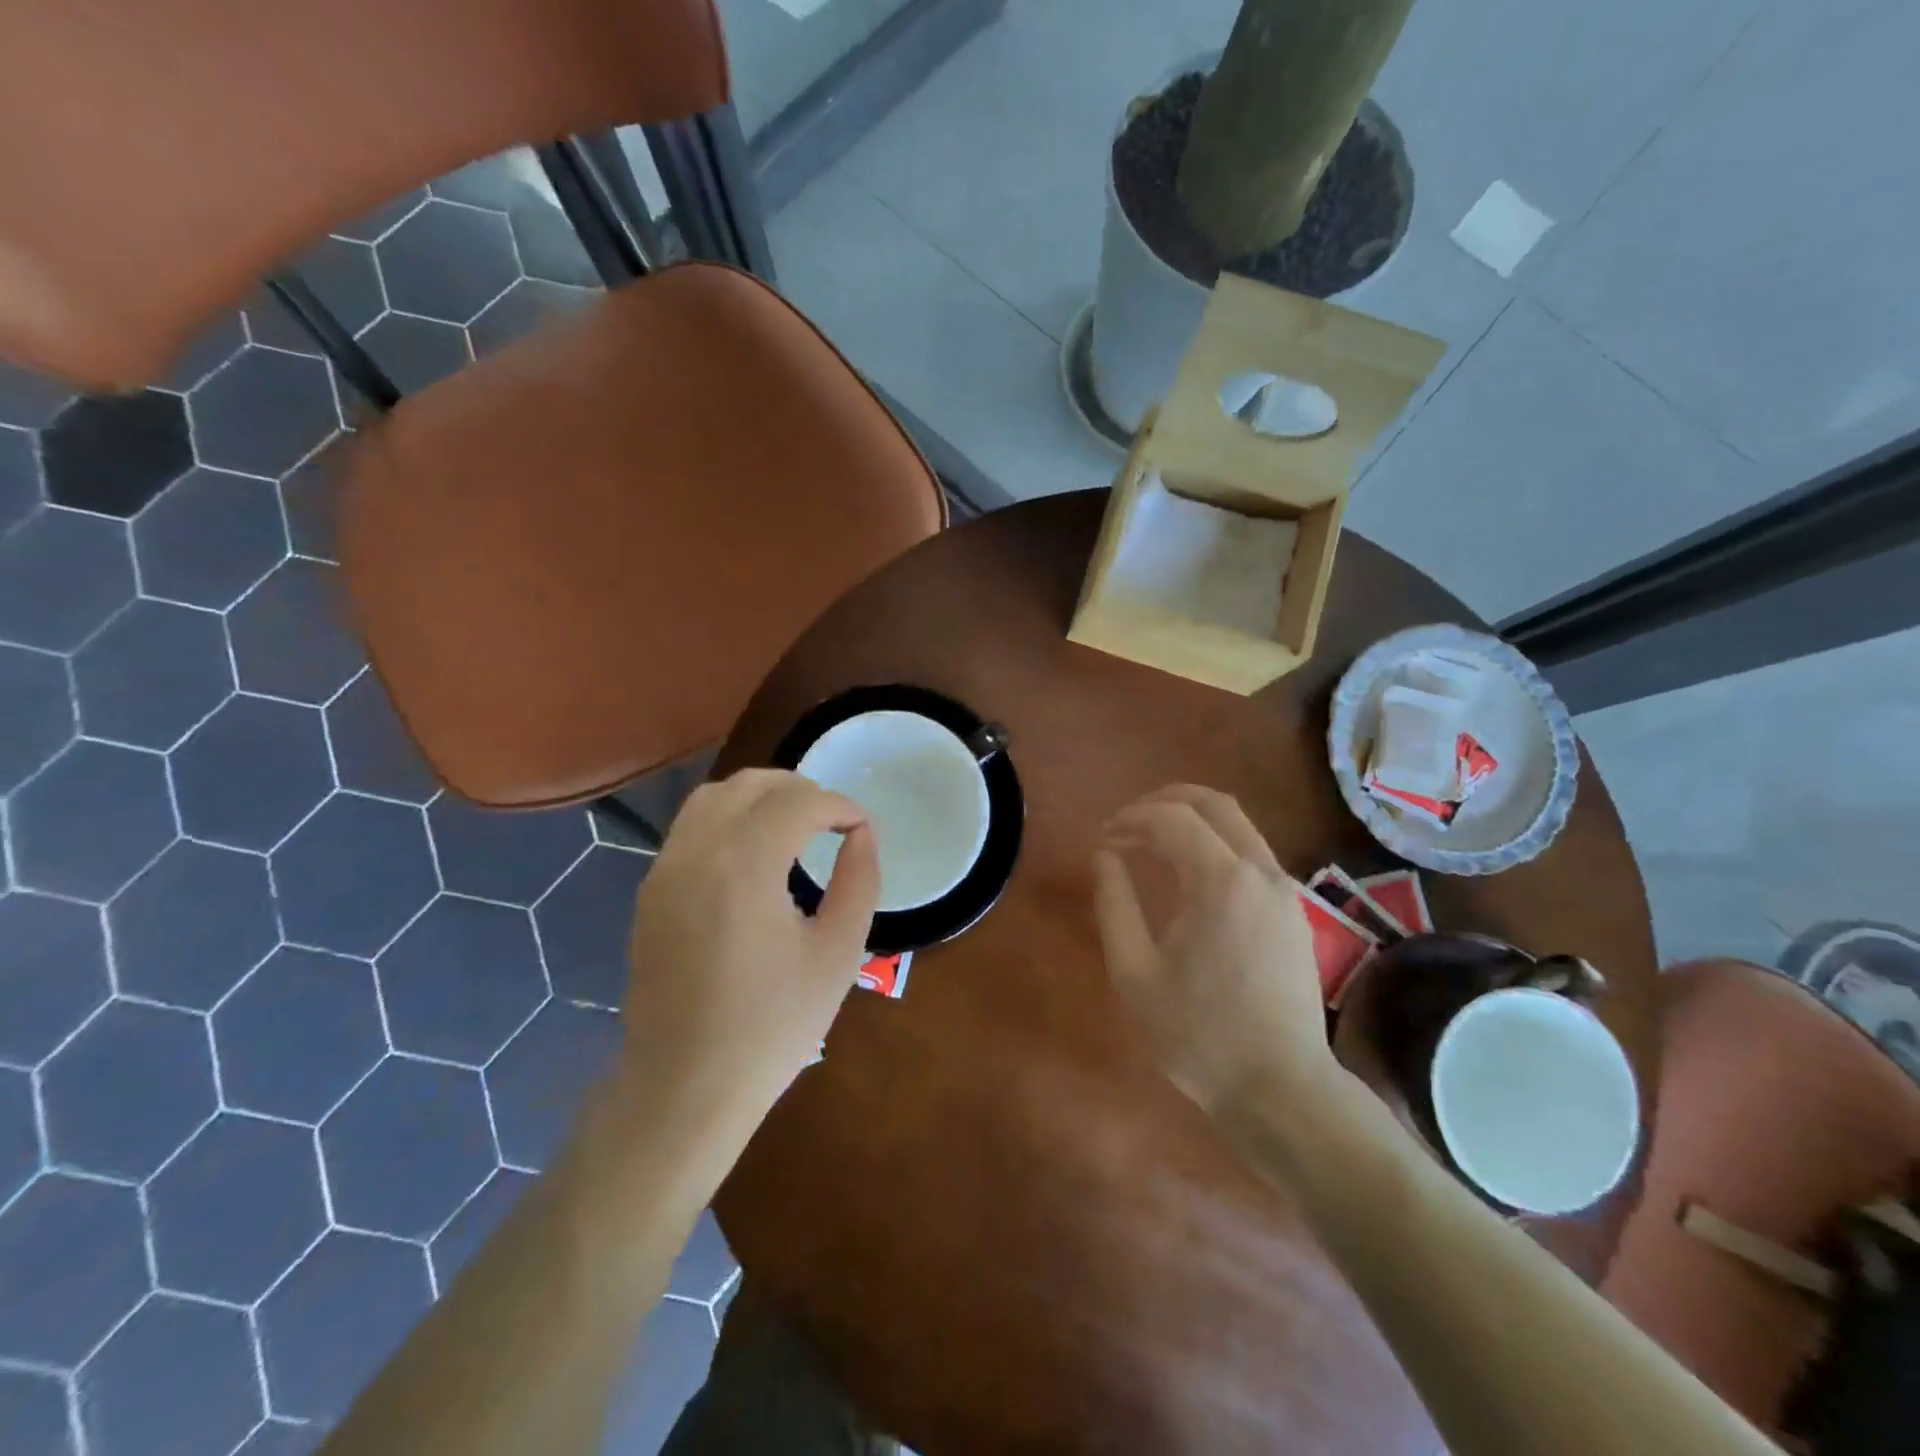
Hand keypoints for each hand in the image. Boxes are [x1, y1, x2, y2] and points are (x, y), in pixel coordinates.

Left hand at [621, 769, 879, 1125]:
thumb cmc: (772, 1026)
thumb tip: (861, 834)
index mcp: (744, 865)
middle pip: (751, 784)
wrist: (685, 1088)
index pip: (798, 801)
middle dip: (800, 789)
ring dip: (760, 797)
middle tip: (833, 820)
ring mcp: (665, 869)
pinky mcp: (651, 891)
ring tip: (795, 826)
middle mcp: (696, 852)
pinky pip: (691, 827)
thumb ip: (858, 880)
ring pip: (713, 797)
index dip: (839, 805)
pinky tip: (754, 854)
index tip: (862, 828)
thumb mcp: (838, 954)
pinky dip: (729, 818)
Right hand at [1094, 785, 1332, 1113]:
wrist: (1281, 1090)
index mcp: (1221, 881)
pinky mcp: (1295, 911)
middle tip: (1127, 823)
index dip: (1130, 818)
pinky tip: (1188, 874)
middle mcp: (1261, 871)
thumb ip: (1114, 903)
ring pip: (1238, 825)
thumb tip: (1105, 855)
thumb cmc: (1198, 1034)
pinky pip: (1252, 853)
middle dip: (1164, 801)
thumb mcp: (1134, 972)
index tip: (1103, 838)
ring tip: (1150, 843)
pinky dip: (1215, 844)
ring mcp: (1286, 890)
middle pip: (1214, 803)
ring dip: (1192, 820)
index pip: (1171, 818)